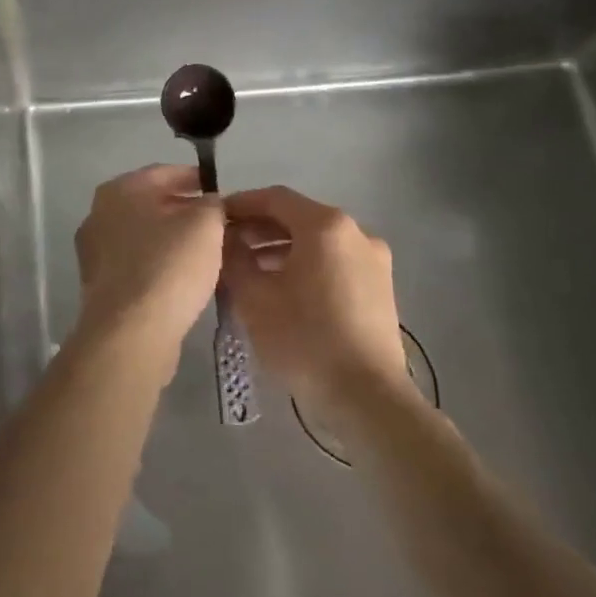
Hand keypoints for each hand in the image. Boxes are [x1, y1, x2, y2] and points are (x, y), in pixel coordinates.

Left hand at [72, 164, 224, 381]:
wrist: (130, 333)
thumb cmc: (168, 267)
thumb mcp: (205, 225)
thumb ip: (212, 204)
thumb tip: (210, 203)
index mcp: (119, 190)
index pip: (163, 172)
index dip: (194, 177)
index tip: (218, 188)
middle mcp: (99, 215)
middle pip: (150, 204)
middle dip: (183, 209)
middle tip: (216, 221)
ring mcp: (95, 252)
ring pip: (143, 235)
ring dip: (172, 238)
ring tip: (206, 250)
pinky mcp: (100, 286)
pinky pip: (136, 264)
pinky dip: (159, 264)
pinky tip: (183, 277)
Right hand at [221, 186, 407, 413]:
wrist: (368, 398)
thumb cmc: (305, 340)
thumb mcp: (254, 297)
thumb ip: (234, 258)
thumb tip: (227, 239)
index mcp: (325, 225)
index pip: (274, 198)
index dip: (241, 204)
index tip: (215, 219)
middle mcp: (356, 232)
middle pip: (298, 217)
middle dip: (260, 228)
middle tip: (227, 246)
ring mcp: (374, 260)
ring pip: (317, 242)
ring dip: (281, 248)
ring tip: (250, 271)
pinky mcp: (381, 288)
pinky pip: (334, 262)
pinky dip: (306, 265)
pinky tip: (282, 290)